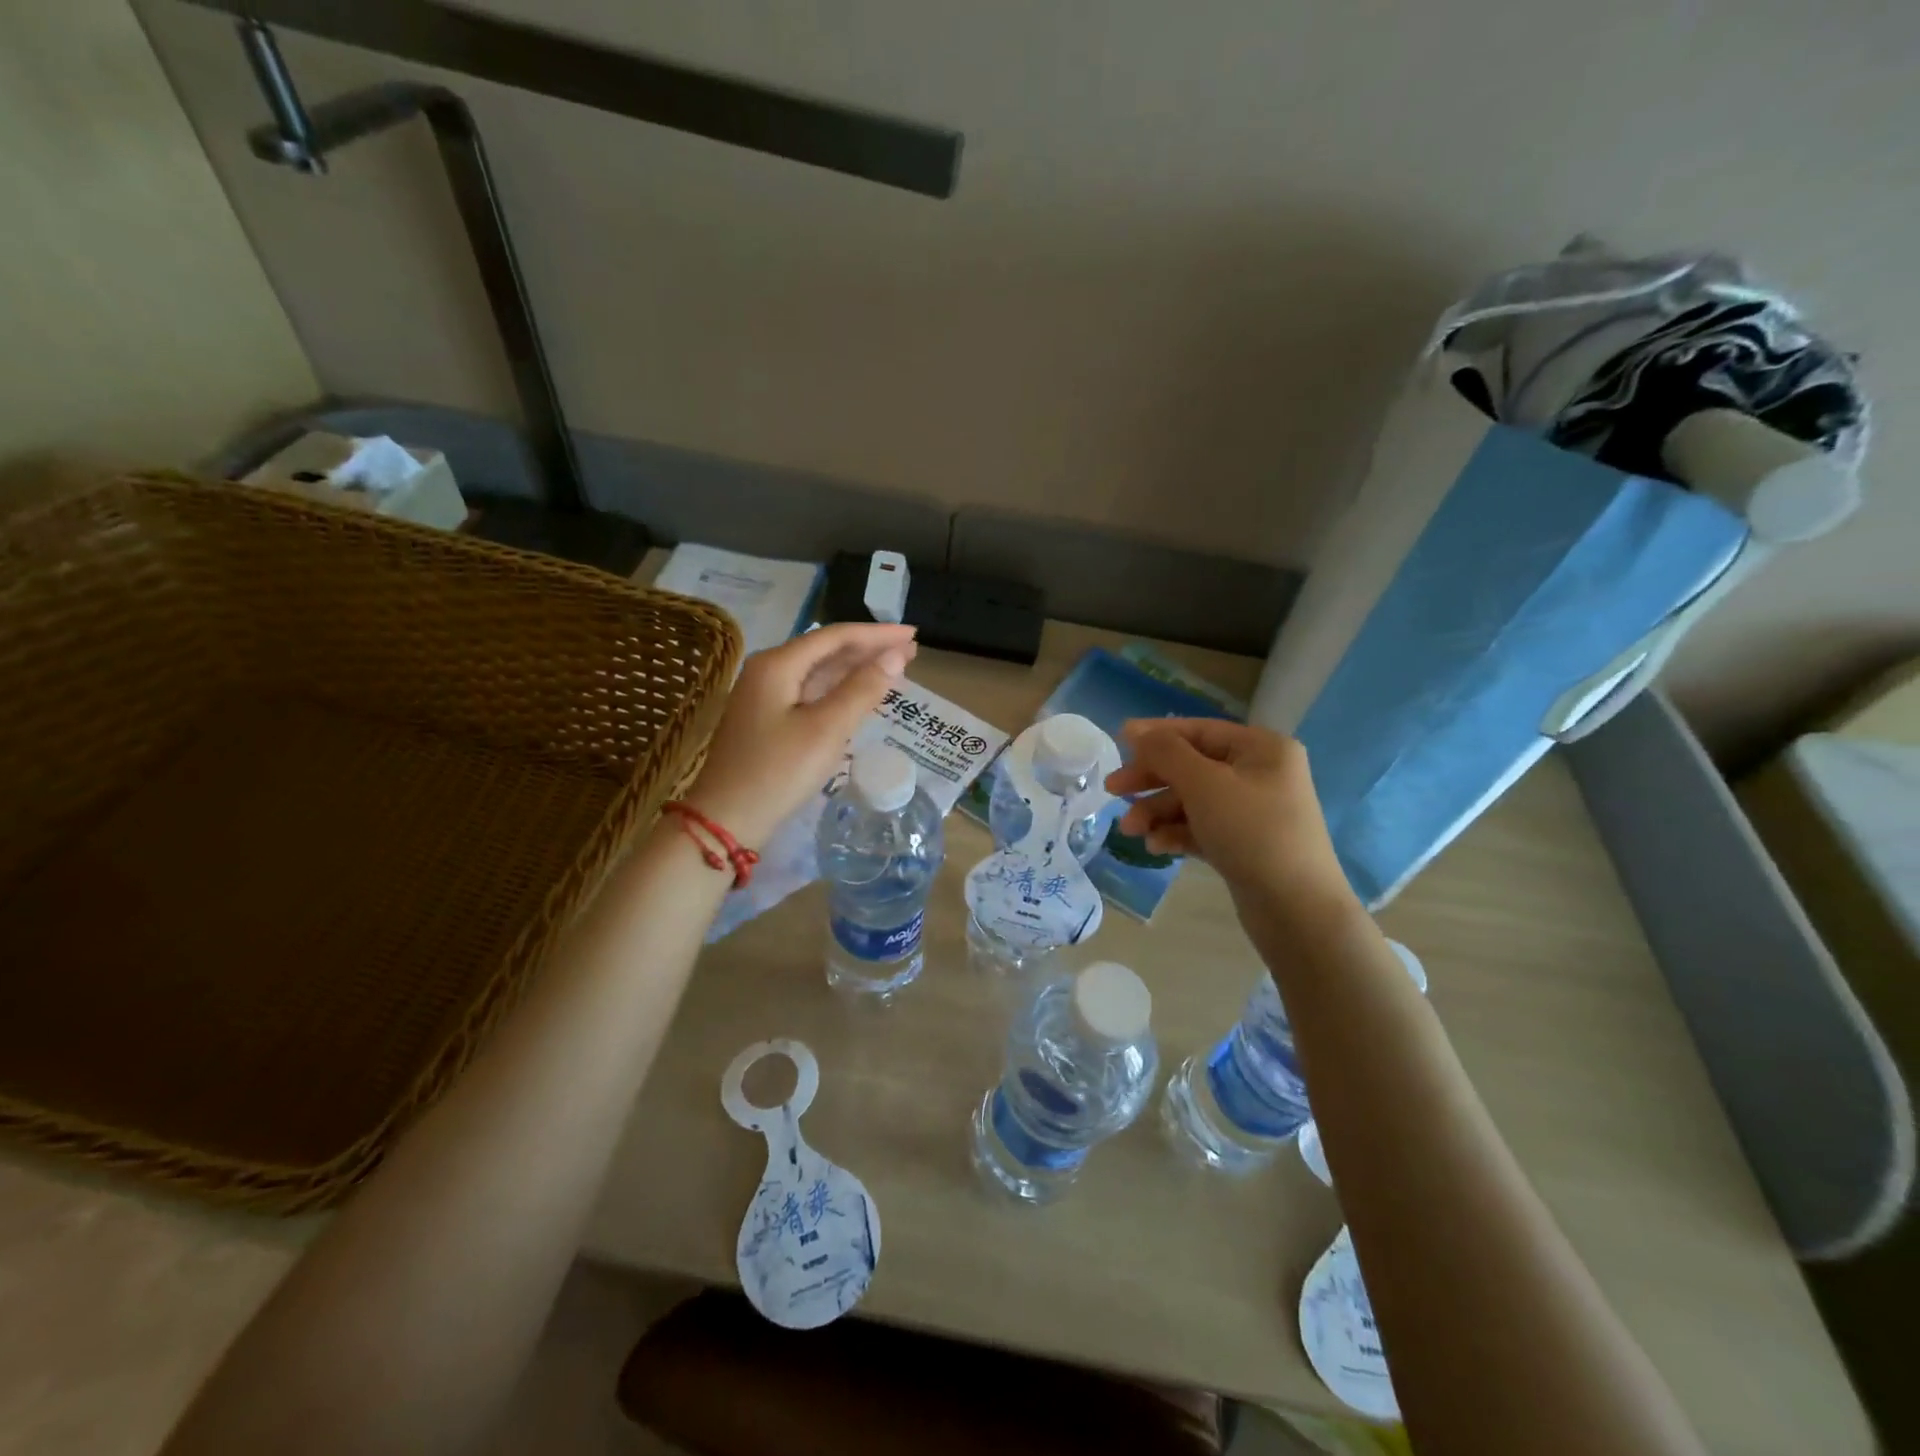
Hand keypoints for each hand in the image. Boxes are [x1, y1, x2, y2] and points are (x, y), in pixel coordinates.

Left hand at [682, 623, 916, 849]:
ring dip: (856, 669)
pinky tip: (861, 695)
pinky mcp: (769, 719)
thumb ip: (863, 689)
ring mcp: (766, 695)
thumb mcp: (826, 729)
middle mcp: (769, 670)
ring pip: (819, 672)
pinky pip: (812, 692)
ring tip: (894, 668)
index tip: (912, 634)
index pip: (835, 636)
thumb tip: (897, 655)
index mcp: (778, 664)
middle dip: (869, 649)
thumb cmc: (778, 771)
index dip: (877, 634)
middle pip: (827, 650)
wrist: (727, 819)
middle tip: (910, 650)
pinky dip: (840, 690)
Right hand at [1106, 719, 1355, 922]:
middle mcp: (1260, 774)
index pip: (1199, 730)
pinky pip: (1202, 828)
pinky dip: (1176, 833)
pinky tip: (1155, 847)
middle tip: (1113, 791)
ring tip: (1130, 832)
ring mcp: (1253, 811)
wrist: (1297, 911)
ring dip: (1158, 812)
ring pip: (1193, 801)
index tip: (1118, 740)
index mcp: (1261, 749)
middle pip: (1192, 767)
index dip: (1156, 735)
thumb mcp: (1204, 784)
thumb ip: (1166, 753)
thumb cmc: (1252, 833)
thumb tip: (1136, 730)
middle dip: (1151, 781)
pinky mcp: (1244, 844)